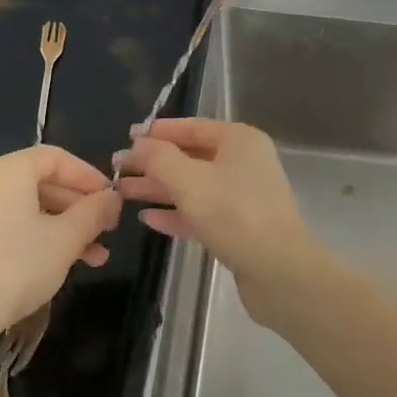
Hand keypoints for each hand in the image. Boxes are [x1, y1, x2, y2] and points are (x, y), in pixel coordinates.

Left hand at [0, 145, 120, 361]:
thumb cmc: (15, 269)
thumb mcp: (66, 239)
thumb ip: (94, 211)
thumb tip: (112, 197)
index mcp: (5, 171)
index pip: (55, 158)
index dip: (88, 176)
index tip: (110, 200)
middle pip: (37, 183)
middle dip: (76, 208)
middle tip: (104, 232)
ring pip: (19, 209)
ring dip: (56, 228)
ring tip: (88, 258)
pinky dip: (27, 237)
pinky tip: (46, 265)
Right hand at [114, 119, 326, 321]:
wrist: (279, 270)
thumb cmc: (234, 214)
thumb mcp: (189, 181)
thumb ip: (159, 158)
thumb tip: (138, 143)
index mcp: (239, 140)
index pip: (193, 126)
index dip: (159, 131)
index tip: (127, 138)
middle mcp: (244, 163)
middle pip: (192, 156)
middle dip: (154, 163)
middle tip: (117, 169)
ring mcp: (244, 197)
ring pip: (194, 186)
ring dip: (160, 189)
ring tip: (123, 193)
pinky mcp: (240, 228)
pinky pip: (202, 213)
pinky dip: (176, 214)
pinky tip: (148, 219)